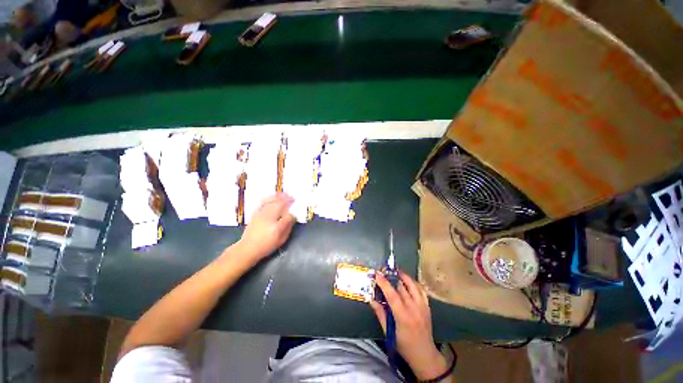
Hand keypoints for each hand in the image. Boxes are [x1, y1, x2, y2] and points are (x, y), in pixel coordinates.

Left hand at [238, 193, 295, 261]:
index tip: (295, 209)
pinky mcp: (255, 213)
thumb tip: (292, 217)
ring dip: (278, 197)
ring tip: (284, 194)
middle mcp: (269, 217)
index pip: (288, 215)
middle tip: (292, 198)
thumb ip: (288, 227)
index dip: (292, 212)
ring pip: (271, 201)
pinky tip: (272, 197)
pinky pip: (262, 202)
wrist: (248, 248)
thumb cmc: (266, 245)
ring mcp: (261, 214)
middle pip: (279, 204)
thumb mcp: (281, 239)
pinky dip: (269, 198)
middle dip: (286, 199)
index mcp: (277, 226)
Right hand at [371, 271, 448, 380]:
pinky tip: (409, 281)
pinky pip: (421, 290)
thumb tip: (372, 300)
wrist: (425, 355)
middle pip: (402, 287)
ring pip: (413, 286)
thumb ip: (380, 314)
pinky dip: (414, 283)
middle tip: (384, 271)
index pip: (392, 295)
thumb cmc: (404, 345)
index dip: (384, 283)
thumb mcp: (389, 333)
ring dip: (404, 277)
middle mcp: (414, 309)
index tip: (377, 274)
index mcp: (403, 317)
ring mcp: (422, 307)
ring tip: (397, 271)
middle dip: (392, 277)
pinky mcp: (427, 307)